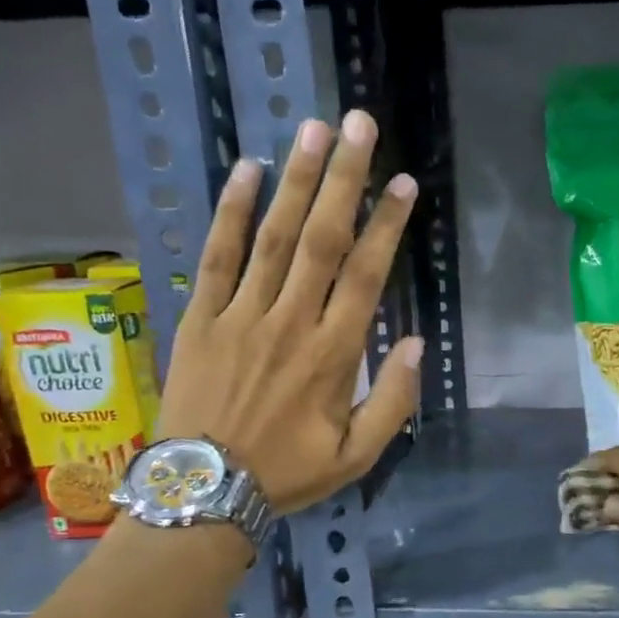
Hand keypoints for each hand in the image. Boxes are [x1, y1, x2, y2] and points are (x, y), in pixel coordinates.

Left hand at [157, 110, 421, 513]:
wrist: (204, 491)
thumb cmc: (287, 474)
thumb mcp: (356, 457)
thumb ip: (393, 402)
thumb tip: (417, 343)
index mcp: (333, 356)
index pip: (366, 277)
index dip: (386, 226)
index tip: (403, 183)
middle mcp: (290, 323)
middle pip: (322, 240)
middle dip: (344, 180)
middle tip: (359, 126)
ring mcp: (241, 316)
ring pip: (275, 238)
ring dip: (296, 182)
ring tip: (314, 131)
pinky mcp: (201, 318)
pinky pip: (218, 256)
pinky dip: (232, 212)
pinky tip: (247, 171)